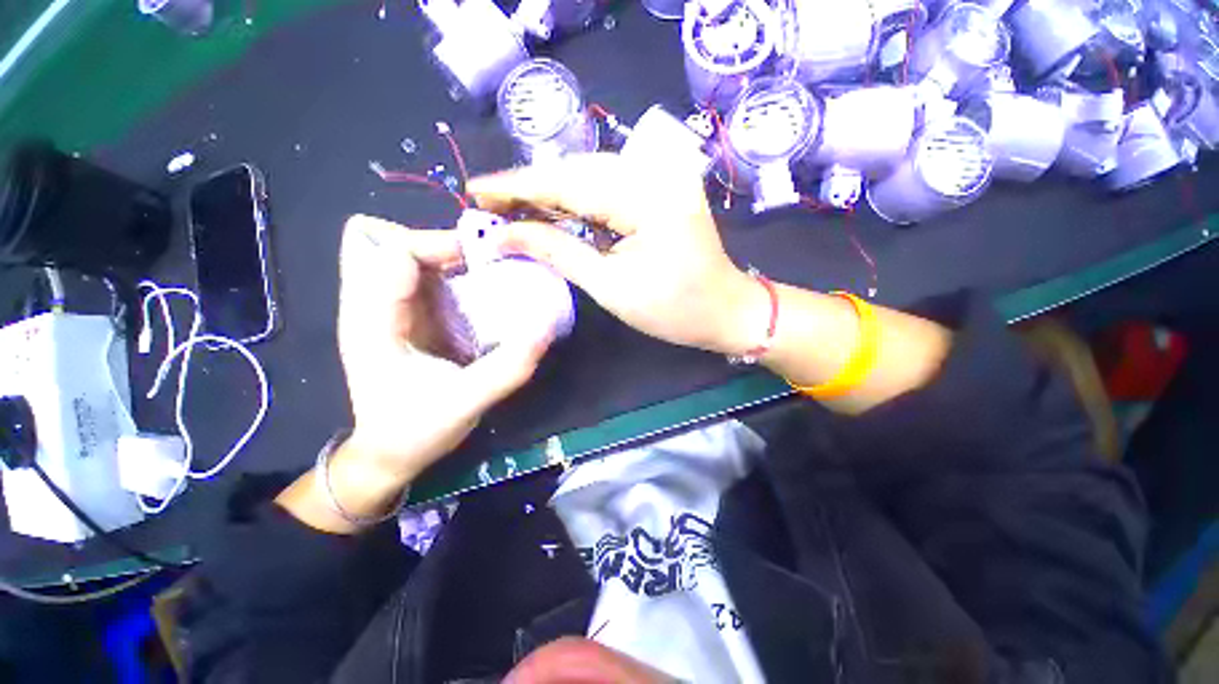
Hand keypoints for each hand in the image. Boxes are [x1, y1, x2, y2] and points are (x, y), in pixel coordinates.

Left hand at [336, 214, 552, 485]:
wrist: (390, 454)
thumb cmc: (416, 431)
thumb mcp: (466, 401)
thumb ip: (508, 366)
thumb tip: (547, 327)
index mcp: (372, 322)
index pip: (394, 254)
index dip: (441, 245)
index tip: (489, 258)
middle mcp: (372, 306)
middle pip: (394, 244)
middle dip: (443, 244)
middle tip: (488, 262)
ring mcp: (388, 310)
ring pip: (409, 257)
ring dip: (450, 258)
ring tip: (490, 271)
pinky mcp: (407, 318)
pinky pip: (425, 278)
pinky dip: (453, 274)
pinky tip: (482, 290)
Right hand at [469, 154, 766, 355]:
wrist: (724, 310)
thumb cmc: (673, 309)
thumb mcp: (609, 286)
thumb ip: (557, 252)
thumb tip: (505, 236)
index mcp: (645, 195)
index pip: (566, 182)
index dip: (516, 185)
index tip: (474, 191)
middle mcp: (653, 172)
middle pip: (575, 171)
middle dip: (529, 188)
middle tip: (488, 205)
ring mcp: (659, 178)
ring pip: (589, 176)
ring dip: (549, 193)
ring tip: (511, 209)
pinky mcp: (660, 190)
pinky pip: (608, 187)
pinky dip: (576, 199)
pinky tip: (551, 210)